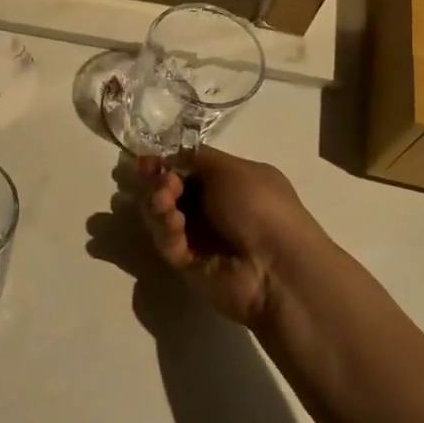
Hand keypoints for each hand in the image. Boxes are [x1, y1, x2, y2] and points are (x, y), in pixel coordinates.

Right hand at [136, 146, 327, 327]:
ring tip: (164, 202)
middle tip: (163, 184)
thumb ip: (195, 157)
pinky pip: (167, 241)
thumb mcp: (230, 168)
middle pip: (171, 190)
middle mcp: (215, 208)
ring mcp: (201, 237)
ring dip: (159, 204)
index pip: (190, 168)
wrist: (276, 267)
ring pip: (164, 214)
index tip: (147, 162)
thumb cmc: (260, 207)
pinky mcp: (189, 263)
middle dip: (160, 183)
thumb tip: (170, 155)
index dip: (167, 163)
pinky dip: (165, 230)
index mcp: (231, 182)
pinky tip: (174, 226)